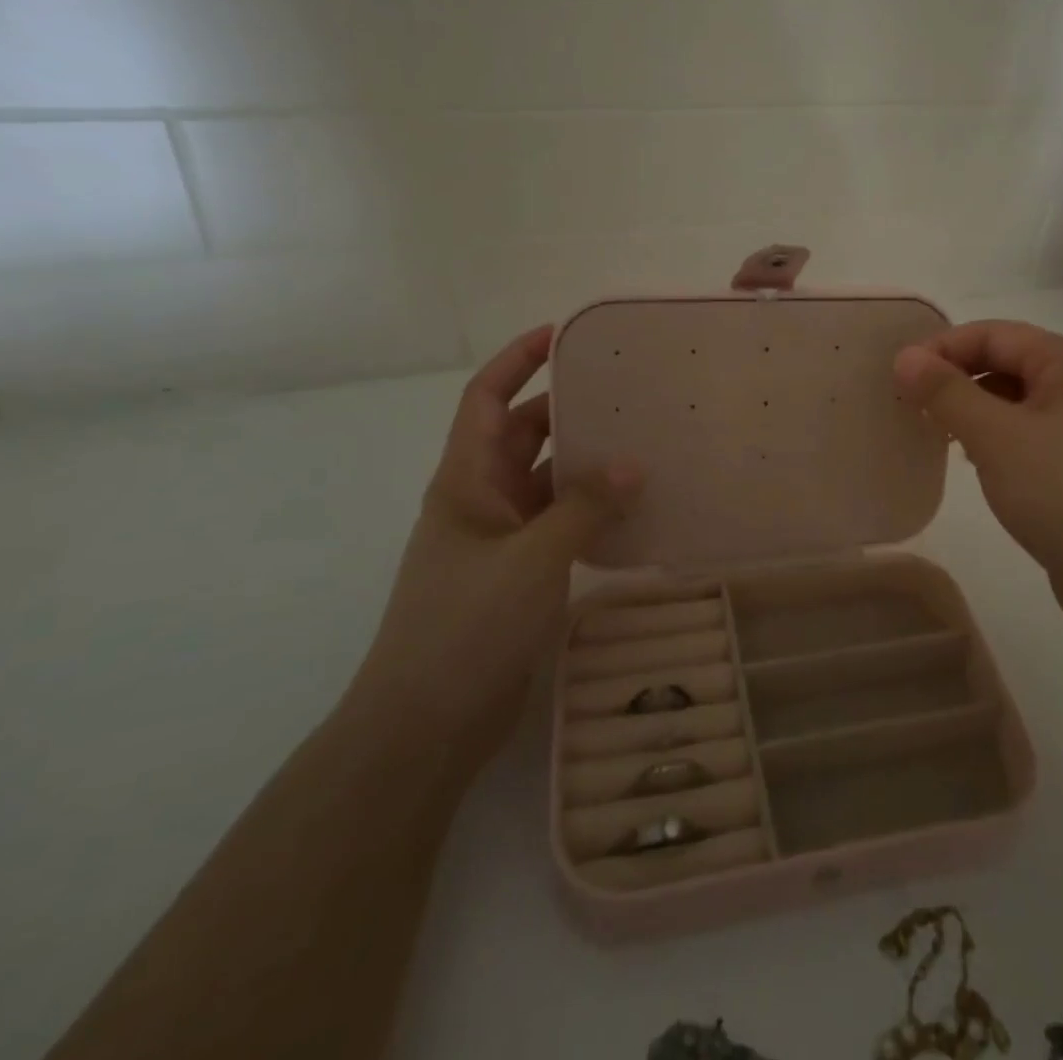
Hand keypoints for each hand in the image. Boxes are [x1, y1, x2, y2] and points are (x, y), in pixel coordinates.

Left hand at [346, 326, 642, 767]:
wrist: (423, 726)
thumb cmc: (464, 628)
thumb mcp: (530, 559)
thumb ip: (582, 508)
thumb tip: (631, 464)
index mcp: (465, 481)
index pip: (486, 400)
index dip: (517, 361)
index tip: (561, 335)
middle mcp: (479, 500)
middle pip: (521, 435)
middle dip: (565, 408)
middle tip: (623, 391)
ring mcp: (498, 540)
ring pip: (544, 481)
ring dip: (582, 463)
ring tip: (639, 443)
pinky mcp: (517, 575)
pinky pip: (557, 524)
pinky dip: (588, 511)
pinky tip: (630, 509)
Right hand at [893, 320, 1062, 613]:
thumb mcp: (996, 436)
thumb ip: (947, 392)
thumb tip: (904, 357)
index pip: (995, 334)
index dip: (943, 348)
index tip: (899, 376)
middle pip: (1007, 362)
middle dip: (956, 377)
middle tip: (910, 404)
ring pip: (1014, 400)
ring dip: (971, 408)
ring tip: (934, 431)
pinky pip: (1026, 433)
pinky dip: (993, 437)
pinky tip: (971, 459)